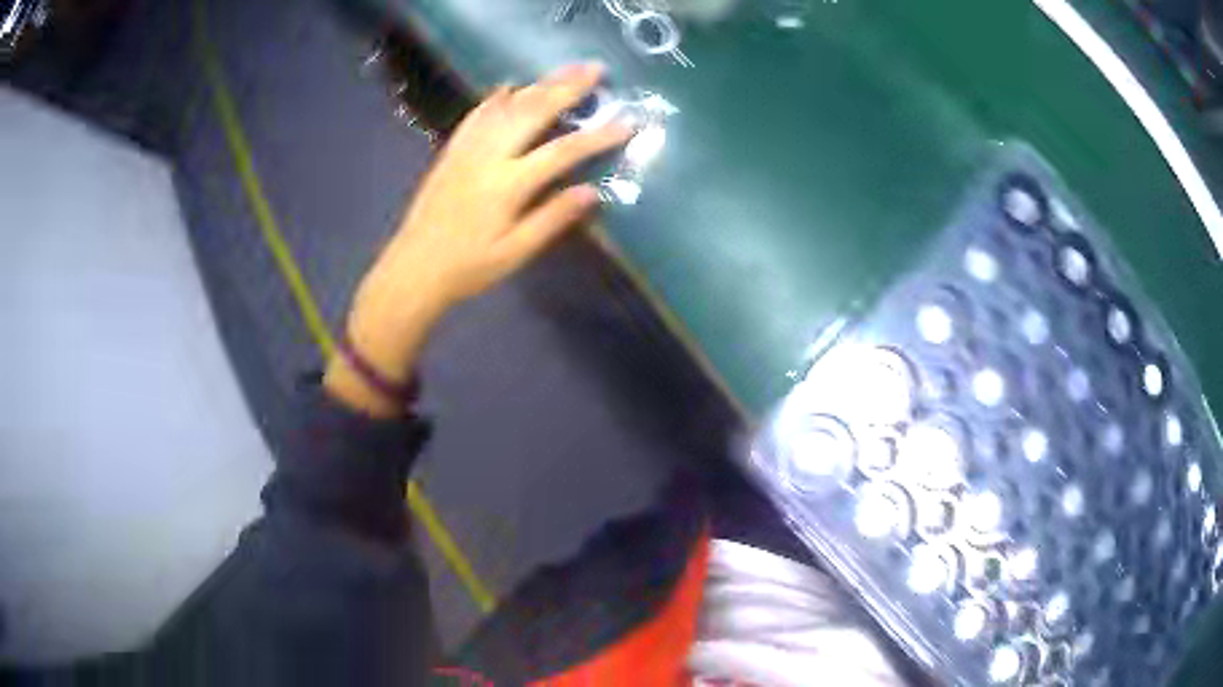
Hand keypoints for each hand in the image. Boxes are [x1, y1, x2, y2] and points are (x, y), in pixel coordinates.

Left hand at [326, 63, 632, 414]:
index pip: (562, 152)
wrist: (413, 269)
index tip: (626, 122)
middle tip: (595, 69)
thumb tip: (592, 191)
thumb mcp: (515, 253)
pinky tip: (510, 87)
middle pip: (533, 112)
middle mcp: (488, 156)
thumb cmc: (468, 268)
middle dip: (567, 88)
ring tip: (564, 70)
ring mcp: (467, 149)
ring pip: (507, 106)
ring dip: (538, 85)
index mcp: (507, 185)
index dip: (597, 136)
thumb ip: (552, 219)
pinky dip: (497, 98)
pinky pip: (476, 115)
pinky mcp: (452, 151)